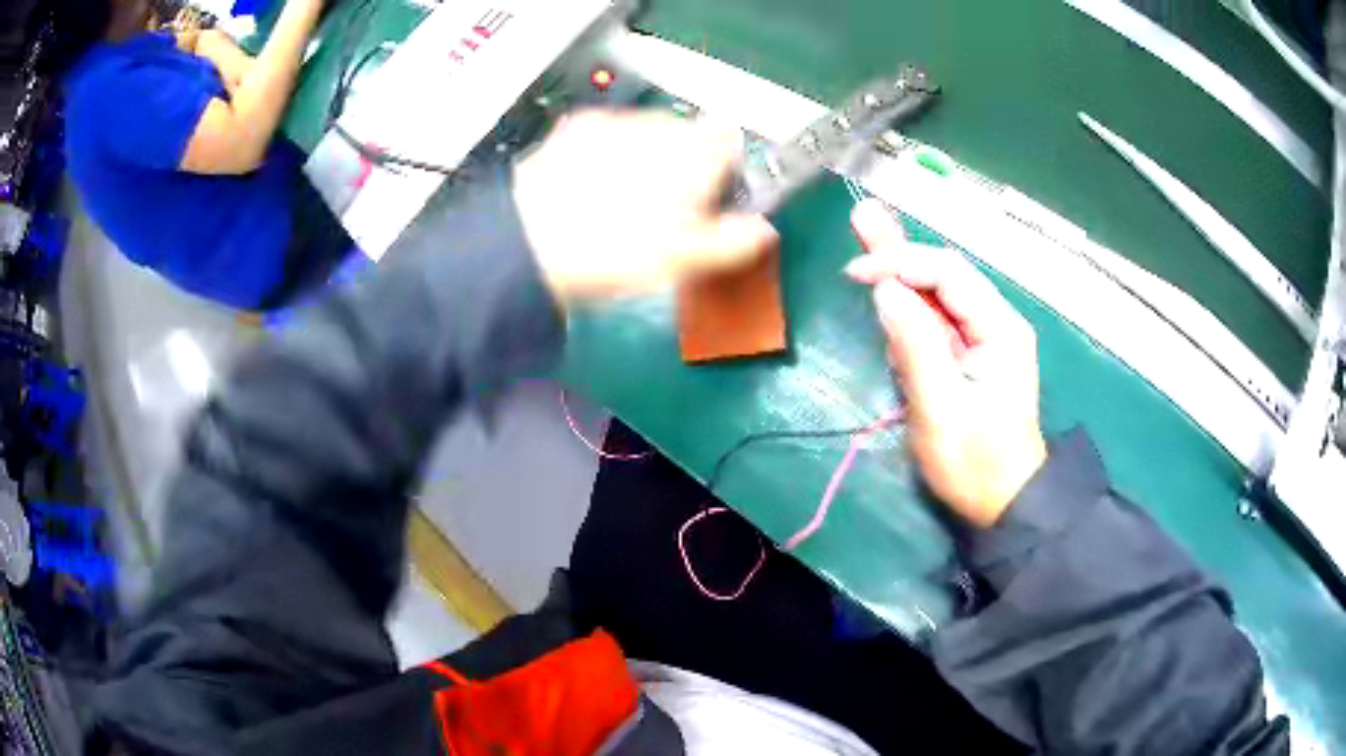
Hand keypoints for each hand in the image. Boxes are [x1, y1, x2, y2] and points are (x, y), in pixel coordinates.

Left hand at [513, 110, 778, 301]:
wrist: (530, 242)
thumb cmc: (616, 252)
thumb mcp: (684, 260)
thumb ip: (733, 241)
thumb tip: (763, 231)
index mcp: (696, 153)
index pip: (731, 138)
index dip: (727, 166)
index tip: (712, 196)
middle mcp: (660, 125)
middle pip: (689, 133)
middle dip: (685, 162)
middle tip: (665, 207)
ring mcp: (616, 121)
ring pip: (648, 131)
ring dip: (647, 154)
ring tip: (622, 198)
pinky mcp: (577, 126)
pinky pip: (610, 132)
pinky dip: (610, 150)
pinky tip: (591, 183)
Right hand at [846, 199, 1046, 527]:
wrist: (1006, 504)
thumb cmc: (976, 463)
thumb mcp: (942, 409)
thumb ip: (916, 346)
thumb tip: (886, 290)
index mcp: (998, 328)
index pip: (946, 274)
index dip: (901, 263)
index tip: (856, 273)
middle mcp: (996, 322)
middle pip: (944, 273)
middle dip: (901, 249)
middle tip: (862, 216)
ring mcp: (985, 338)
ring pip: (940, 292)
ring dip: (903, 266)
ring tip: (868, 232)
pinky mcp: (972, 356)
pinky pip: (939, 319)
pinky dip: (910, 301)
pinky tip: (889, 281)